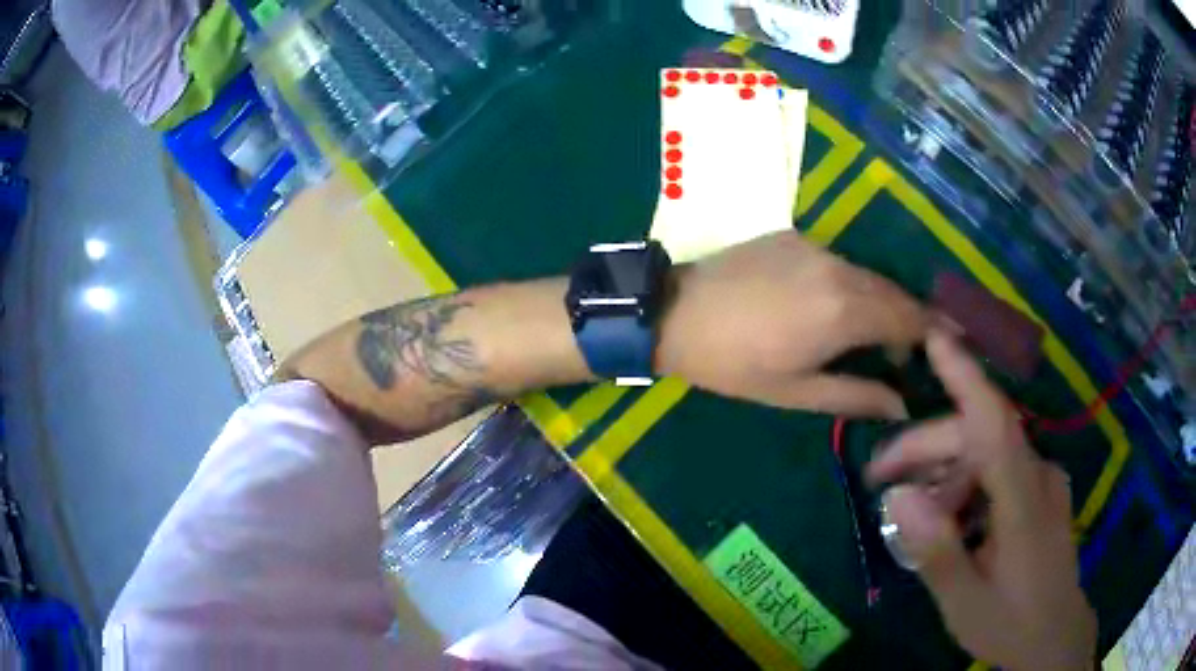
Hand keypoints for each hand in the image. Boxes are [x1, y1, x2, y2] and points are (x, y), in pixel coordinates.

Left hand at [655, 231, 928, 417]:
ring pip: (867, 274)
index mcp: (844, 310)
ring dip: (878, 301)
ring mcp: (815, 246)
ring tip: (870, 334)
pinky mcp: (794, 235)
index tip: (942, 349)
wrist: (673, 313)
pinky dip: (849, 284)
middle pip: (892, 291)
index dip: (930, 333)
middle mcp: (839, 268)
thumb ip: (856, 396)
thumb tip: (901, 406)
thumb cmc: (734, 364)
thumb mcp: (796, 392)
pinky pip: (838, 261)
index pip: (908, 316)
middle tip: (905, 352)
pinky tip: (832, 306)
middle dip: (907, 319)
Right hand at [866, 333, 1096, 670]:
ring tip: (915, 514)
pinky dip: (967, 484)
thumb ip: (936, 551)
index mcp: (1024, 501)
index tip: (934, 337)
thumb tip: (899, 497)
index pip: (995, 424)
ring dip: (945, 473)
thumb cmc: (1011, 623)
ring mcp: (1043, 482)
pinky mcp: (1040, 492)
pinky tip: (950, 517)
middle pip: (979, 438)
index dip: (966, 377)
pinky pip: (999, 470)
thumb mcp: (965, 603)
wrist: (1055, 637)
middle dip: (927, 450)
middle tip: (879, 479)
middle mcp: (1038, 475)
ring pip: (987, 454)